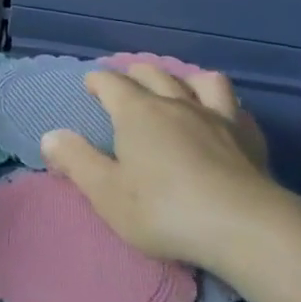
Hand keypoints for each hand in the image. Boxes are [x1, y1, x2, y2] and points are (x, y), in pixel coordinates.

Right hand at [40, 65, 291, 268]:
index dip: (97, 80)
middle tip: (126, 84)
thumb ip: (77, 161)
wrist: (244, 227)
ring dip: (184, 80)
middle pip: (153, 74)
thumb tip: (51, 135)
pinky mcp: (249, 138)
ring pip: (200, 80)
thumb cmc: (164, 210)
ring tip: (178, 91)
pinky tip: (223, 120)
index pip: (112, 82)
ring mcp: (218, 117)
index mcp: (138, 112)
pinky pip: (235, 108)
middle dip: (135, 74)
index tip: (90, 85)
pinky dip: (223, 107)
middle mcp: (176, 104)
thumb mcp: (107, 193)